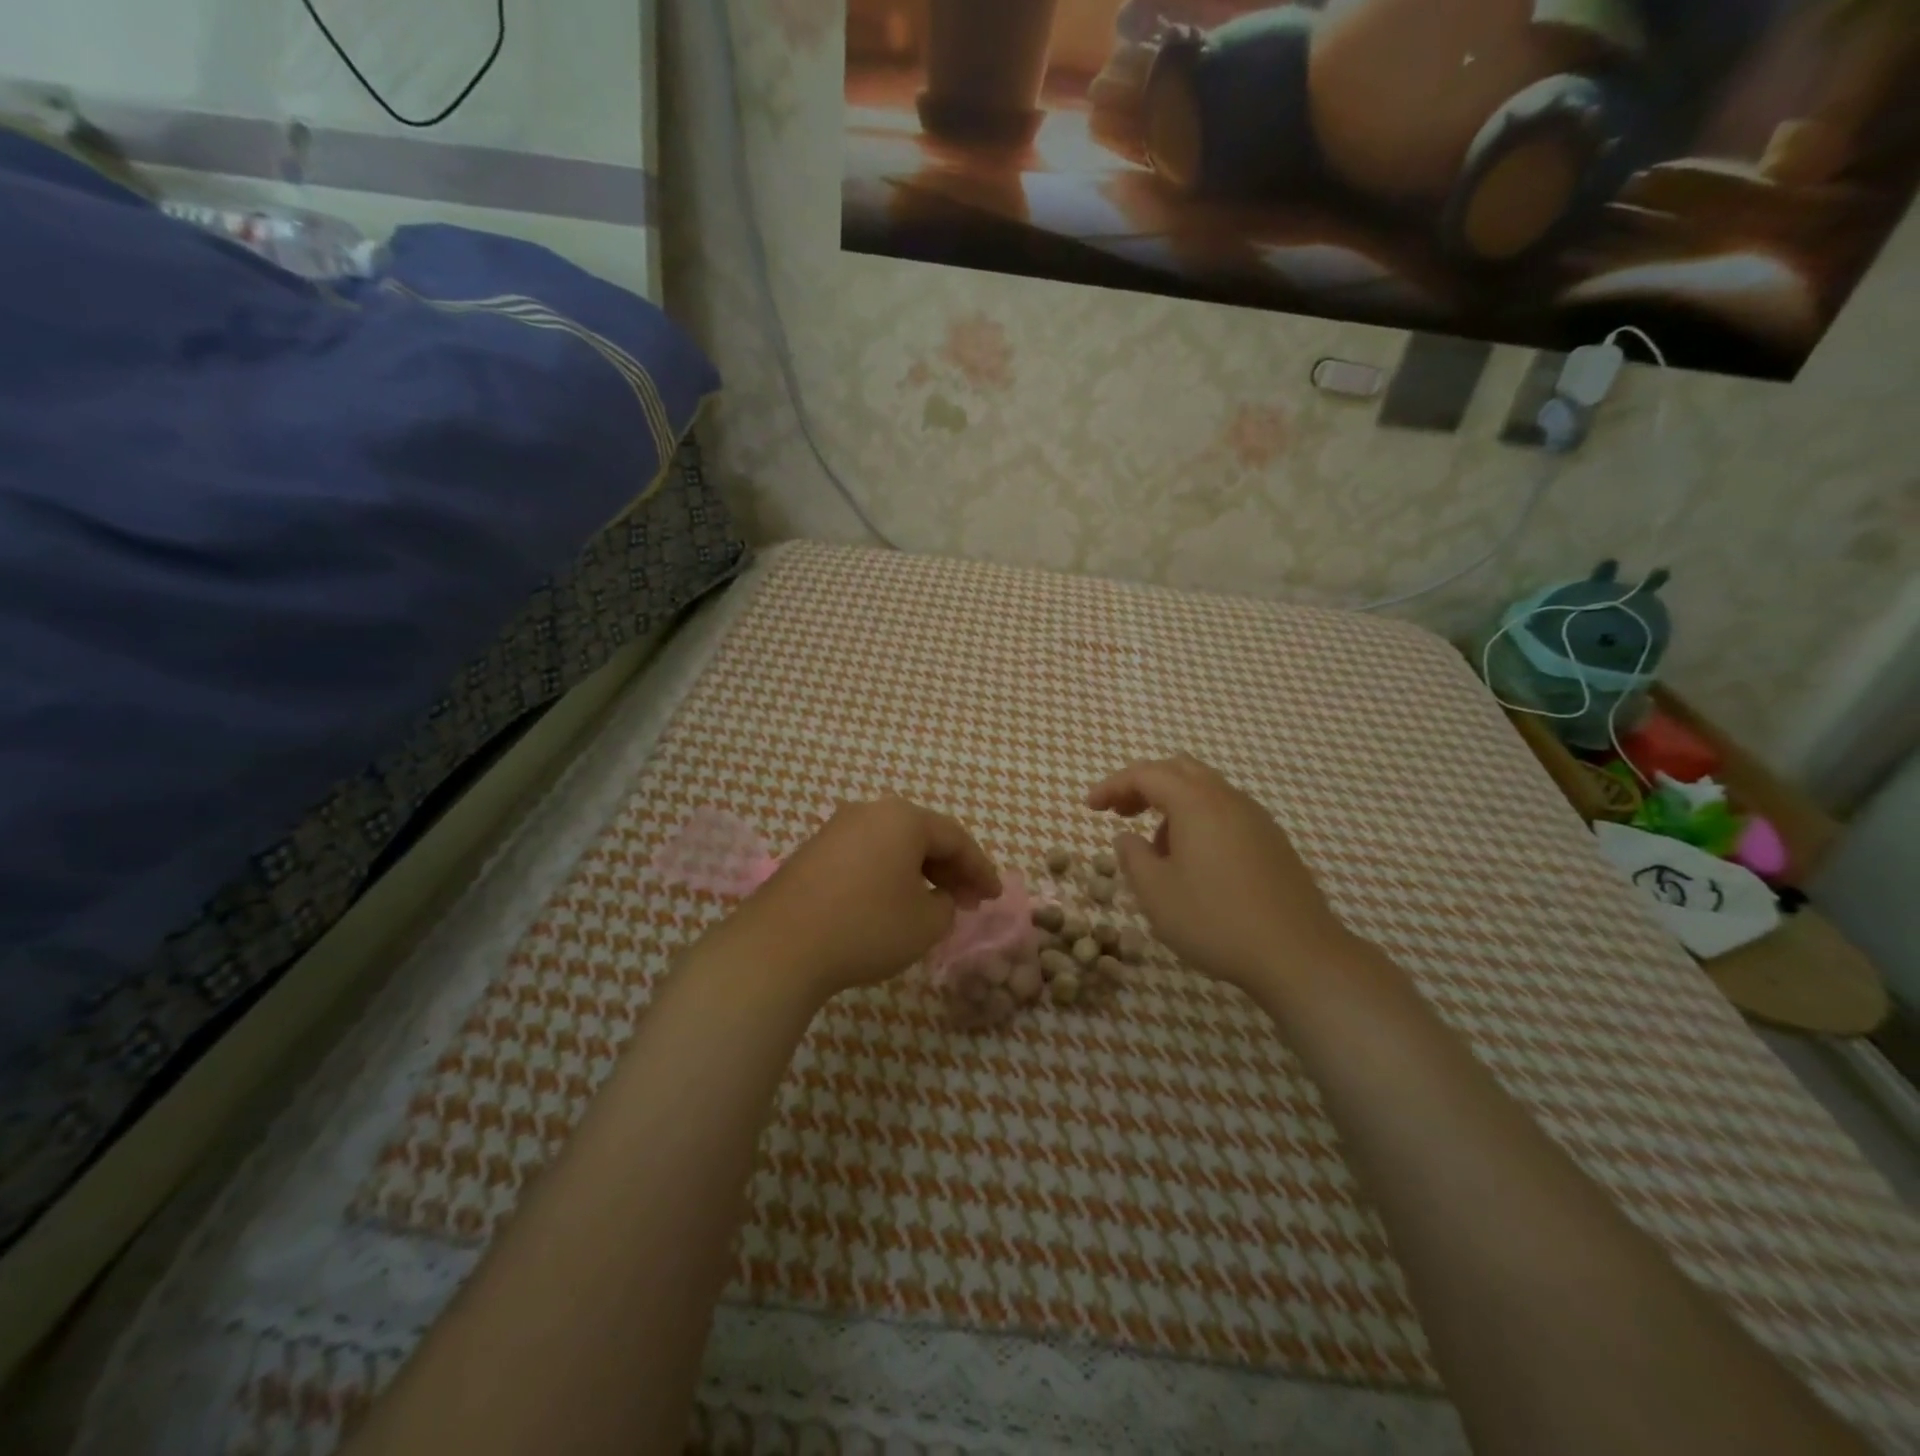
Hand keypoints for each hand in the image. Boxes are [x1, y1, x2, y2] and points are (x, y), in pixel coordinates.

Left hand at [728, 797, 1000, 999]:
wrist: (779, 946)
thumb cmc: (866, 927)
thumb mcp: (926, 923)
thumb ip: (947, 905)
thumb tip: (938, 898)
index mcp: (903, 818)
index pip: (956, 839)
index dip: (981, 869)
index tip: (995, 896)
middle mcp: (870, 812)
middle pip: (923, 837)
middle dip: (951, 870)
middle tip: (970, 901)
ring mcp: (837, 829)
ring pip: (893, 846)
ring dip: (920, 873)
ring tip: (935, 904)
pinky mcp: (814, 852)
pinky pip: (867, 856)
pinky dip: (889, 875)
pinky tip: (893, 903)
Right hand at [1087, 755, 1351, 993]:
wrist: (1298, 955)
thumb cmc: (1215, 921)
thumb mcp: (1156, 893)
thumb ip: (1133, 857)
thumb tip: (1127, 838)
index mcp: (1196, 803)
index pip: (1146, 774)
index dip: (1112, 785)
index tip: (1089, 807)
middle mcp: (1228, 800)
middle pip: (1179, 770)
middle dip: (1143, 785)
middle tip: (1119, 811)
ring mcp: (1256, 819)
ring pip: (1205, 790)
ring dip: (1171, 804)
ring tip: (1155, 847)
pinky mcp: (1272, 842)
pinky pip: (1225, 813)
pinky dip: (1197, 820)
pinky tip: (1192, 861)